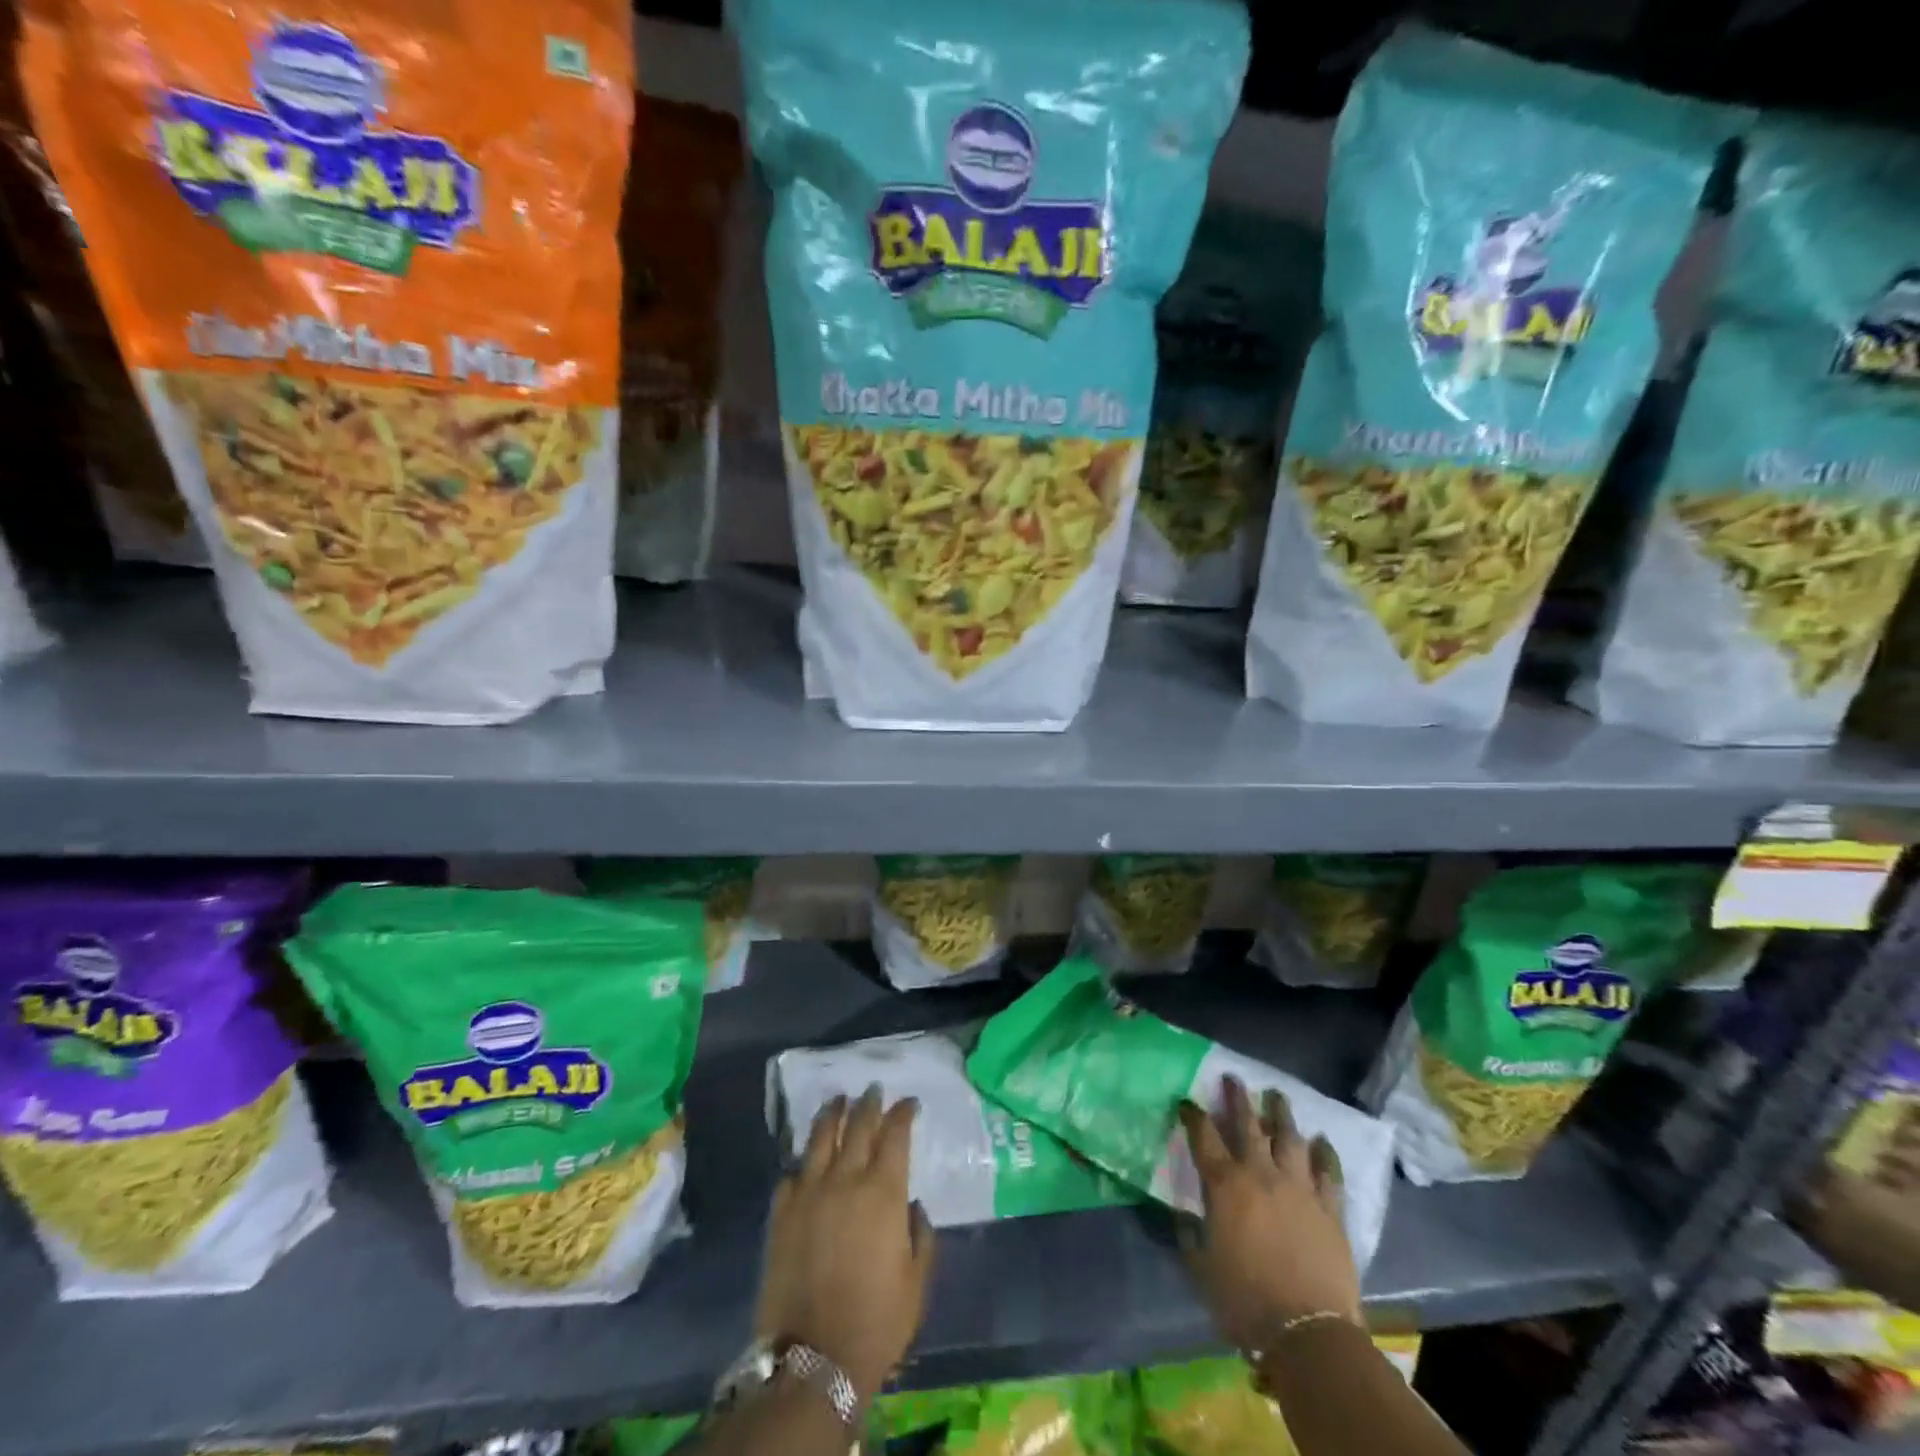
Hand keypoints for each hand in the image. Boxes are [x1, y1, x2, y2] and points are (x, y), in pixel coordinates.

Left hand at [755, 1089, 935, 1402]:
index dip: (903, 1113)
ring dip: (832, 1114)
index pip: (895, 1134)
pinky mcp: (781, 1213)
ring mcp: (809, 1192)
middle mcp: (846, 1179)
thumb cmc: (877, 1321)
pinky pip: (792, 1173)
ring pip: (821, 1137)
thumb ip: (921, 1237)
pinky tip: (806, 1159)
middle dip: (869, 1103)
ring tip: (838, 1100)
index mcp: (883, 1191)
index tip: (909, 1102)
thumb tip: (912, 1207)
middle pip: (858, 1125)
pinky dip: (803, 1161)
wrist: (814, 1357)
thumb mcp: (917, 1282)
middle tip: (873, 1089)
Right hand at [1178, 1076, 1361, 1350]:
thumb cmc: (1243, 1299)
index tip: (1187, 1101)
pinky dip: (1325, 1153)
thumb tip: (1182, 1213)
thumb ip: (1189, 1232)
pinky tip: (1322, 1140)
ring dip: (1281, 1114)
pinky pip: (1328, 1172)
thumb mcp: (1200, 1266)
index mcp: (1224, 1184)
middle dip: (1238, 1098)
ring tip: (1277, 1096)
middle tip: (1233, 1078)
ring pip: (1289, 1138)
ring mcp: (1299, 1187)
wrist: (1307, 1332)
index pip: (1203, 1136)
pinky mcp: (1330, 1209)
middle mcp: (1260, 1173)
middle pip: (1248, 1124)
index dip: (1193, 1115)